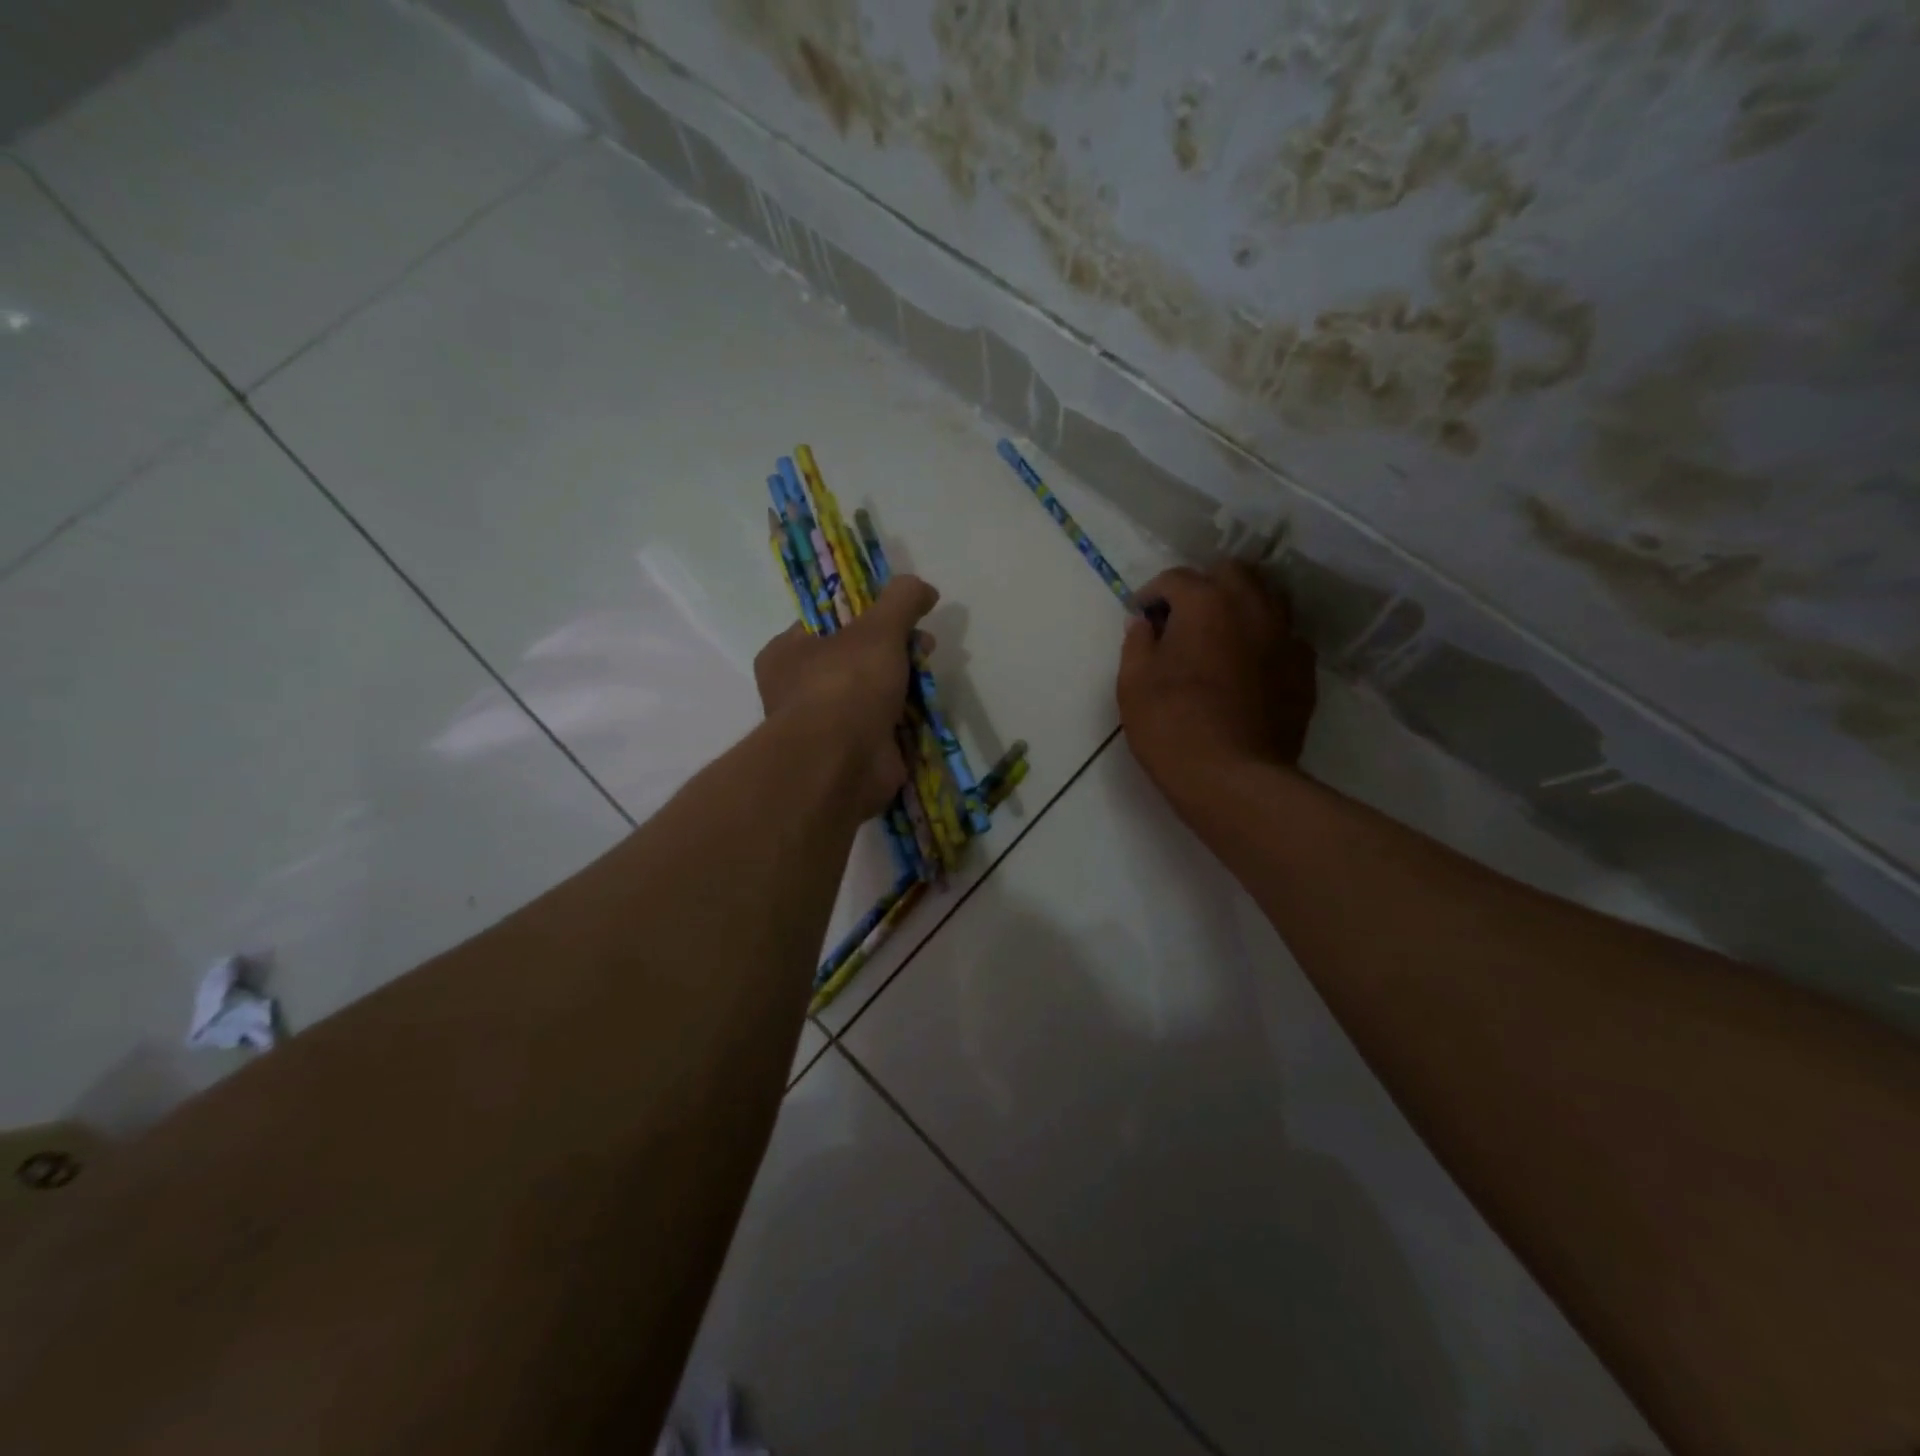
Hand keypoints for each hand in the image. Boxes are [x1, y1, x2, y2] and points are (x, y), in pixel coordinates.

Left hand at [753, 575, 939, 818]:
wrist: (841, 763)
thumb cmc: (845, 684)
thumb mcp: (877, 628)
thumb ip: (901, 601)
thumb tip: (922, 587)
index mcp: (786, 654)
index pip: (827, 624)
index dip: (866, 614)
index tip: (900, 615)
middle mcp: (798, 690)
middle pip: (855, 658)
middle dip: (895, 650)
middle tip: (924, 645)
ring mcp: (826, 726)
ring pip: (872, 694)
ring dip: (904, 684)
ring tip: (930, 676)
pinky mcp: (852, 755)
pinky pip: (883, 728)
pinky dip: (905, 720)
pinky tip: (927, 709)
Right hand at [1116, 563, 1316, 810]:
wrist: (1232, 779)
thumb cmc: (1171, 726)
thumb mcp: (1133, 683)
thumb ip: (1137, 643)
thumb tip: (1145, 624)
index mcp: (1206, 603)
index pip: (1176, 578)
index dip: (1153, 594)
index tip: (1141, 616)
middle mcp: (1252, 607)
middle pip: (1231, 573)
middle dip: (1204, 586)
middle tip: (1183, 617)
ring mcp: (1285, 637)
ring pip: (1267, 598)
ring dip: (1240, 605)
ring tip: (1219, 635)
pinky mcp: (1304, 670)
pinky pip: (1284, 637)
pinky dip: (1264, 640)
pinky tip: (1248, 666)